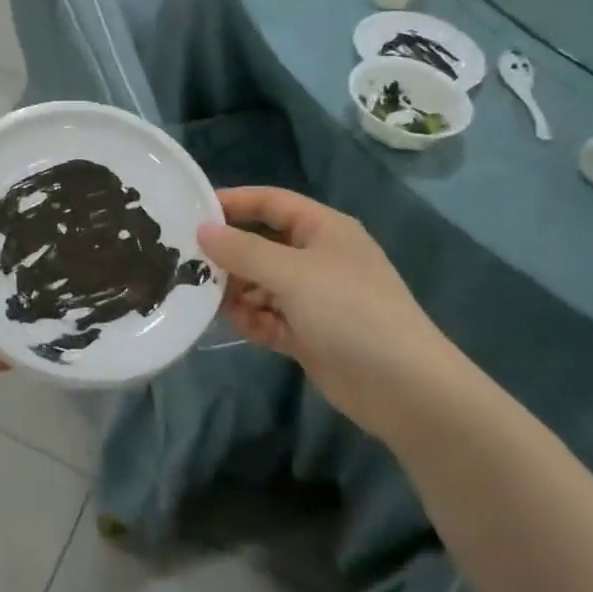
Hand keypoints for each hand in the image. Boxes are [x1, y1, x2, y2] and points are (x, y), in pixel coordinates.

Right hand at [197, 188, 462, 428]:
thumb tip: (202, 230)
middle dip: (229, 254)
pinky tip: (237, 326)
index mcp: (322, 229)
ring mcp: (314, 297)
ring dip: (236, 291)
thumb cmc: (350, 312)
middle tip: (188, 263)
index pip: (270, 202)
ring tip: (208, 299)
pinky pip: (269, 316)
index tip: (190, 211)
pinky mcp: (309, 333)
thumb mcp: (292, 273)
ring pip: (261, 283)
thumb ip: (243, 250)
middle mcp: (317, 257)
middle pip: (261, 244)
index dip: (232, 202)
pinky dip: (252, 320)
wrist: (405, 389)